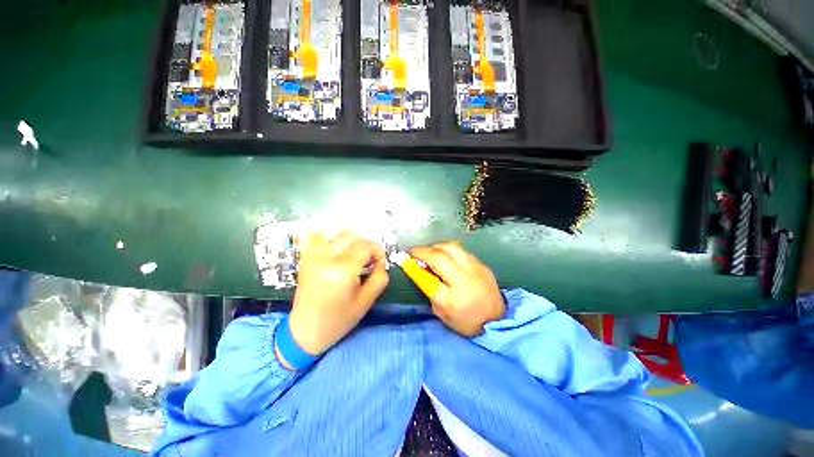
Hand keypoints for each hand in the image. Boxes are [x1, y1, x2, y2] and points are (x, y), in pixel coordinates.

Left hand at [284, 231, 388, 360]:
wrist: (305, 330)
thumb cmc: (339, 319)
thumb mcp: (367, 301)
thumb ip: (380, 277)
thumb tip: (381, 261)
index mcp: (343, 270)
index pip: (366, 247)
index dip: (378, 252)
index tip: (380, 263)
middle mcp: (326, 257)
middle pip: (354, 237)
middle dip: (367, 245)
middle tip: (371, 259)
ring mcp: (314, 255)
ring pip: (339, 234)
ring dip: (353, 241)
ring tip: (356, 256)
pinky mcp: (307, 257)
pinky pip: (323, 237)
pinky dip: (335, 240)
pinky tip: (340, 252)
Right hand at [411, 242, 504, 336]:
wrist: (497, 320)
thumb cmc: (466, 321)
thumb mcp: (442, 313)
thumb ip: (430, 290)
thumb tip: (420, 269)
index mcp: (452, 299)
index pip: (427, 278)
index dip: (413, 266)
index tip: (404, 258)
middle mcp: (464, 279)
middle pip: (440, 256)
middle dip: (423, 251)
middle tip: (414, 252)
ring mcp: (475, 269)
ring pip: (452, 247)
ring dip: (436, 247)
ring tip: (429, 251)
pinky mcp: (481, 264)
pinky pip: (461, 251)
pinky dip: (448, 249)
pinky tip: (444, 254)